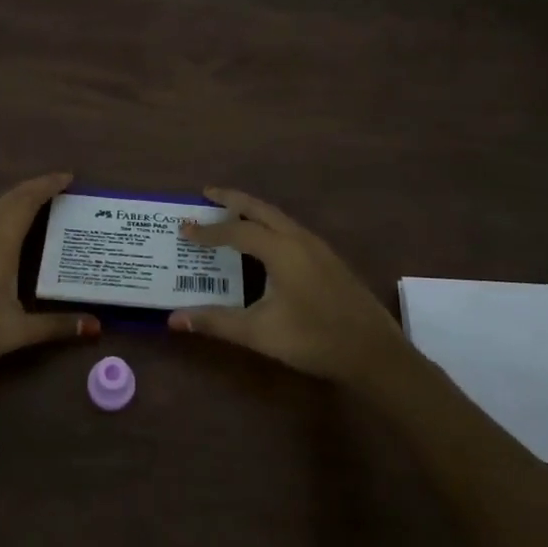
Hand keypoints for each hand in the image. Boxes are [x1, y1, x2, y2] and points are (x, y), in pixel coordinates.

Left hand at [0, 172, 99, 379]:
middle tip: (62, 188)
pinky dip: (5, 214)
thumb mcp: (17, 331)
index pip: (26, 201)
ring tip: (42, 205)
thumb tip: (96, 326)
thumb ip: (57, 326)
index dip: (48, 185)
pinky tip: (10, 232)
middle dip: (36, 188)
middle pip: (10, 199)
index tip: (70, 178)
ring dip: (19, 200)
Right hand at [168, 187, 412, 387]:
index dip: (207, 231)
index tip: (183, 229)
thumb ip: (216, 322)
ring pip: (279, 218)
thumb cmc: (314, 339)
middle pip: (261, 209)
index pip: (236, 232)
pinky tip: (264, 243)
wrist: (374, 353)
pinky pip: (291, 230)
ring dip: (253, 211)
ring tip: (230, 213)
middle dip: (232, 200)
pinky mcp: (329, 260)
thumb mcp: (259, 332)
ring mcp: (318, 248)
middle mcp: (299, 239)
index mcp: (281, 250)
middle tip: (207, 193)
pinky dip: (269, 225)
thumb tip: (173, 319)